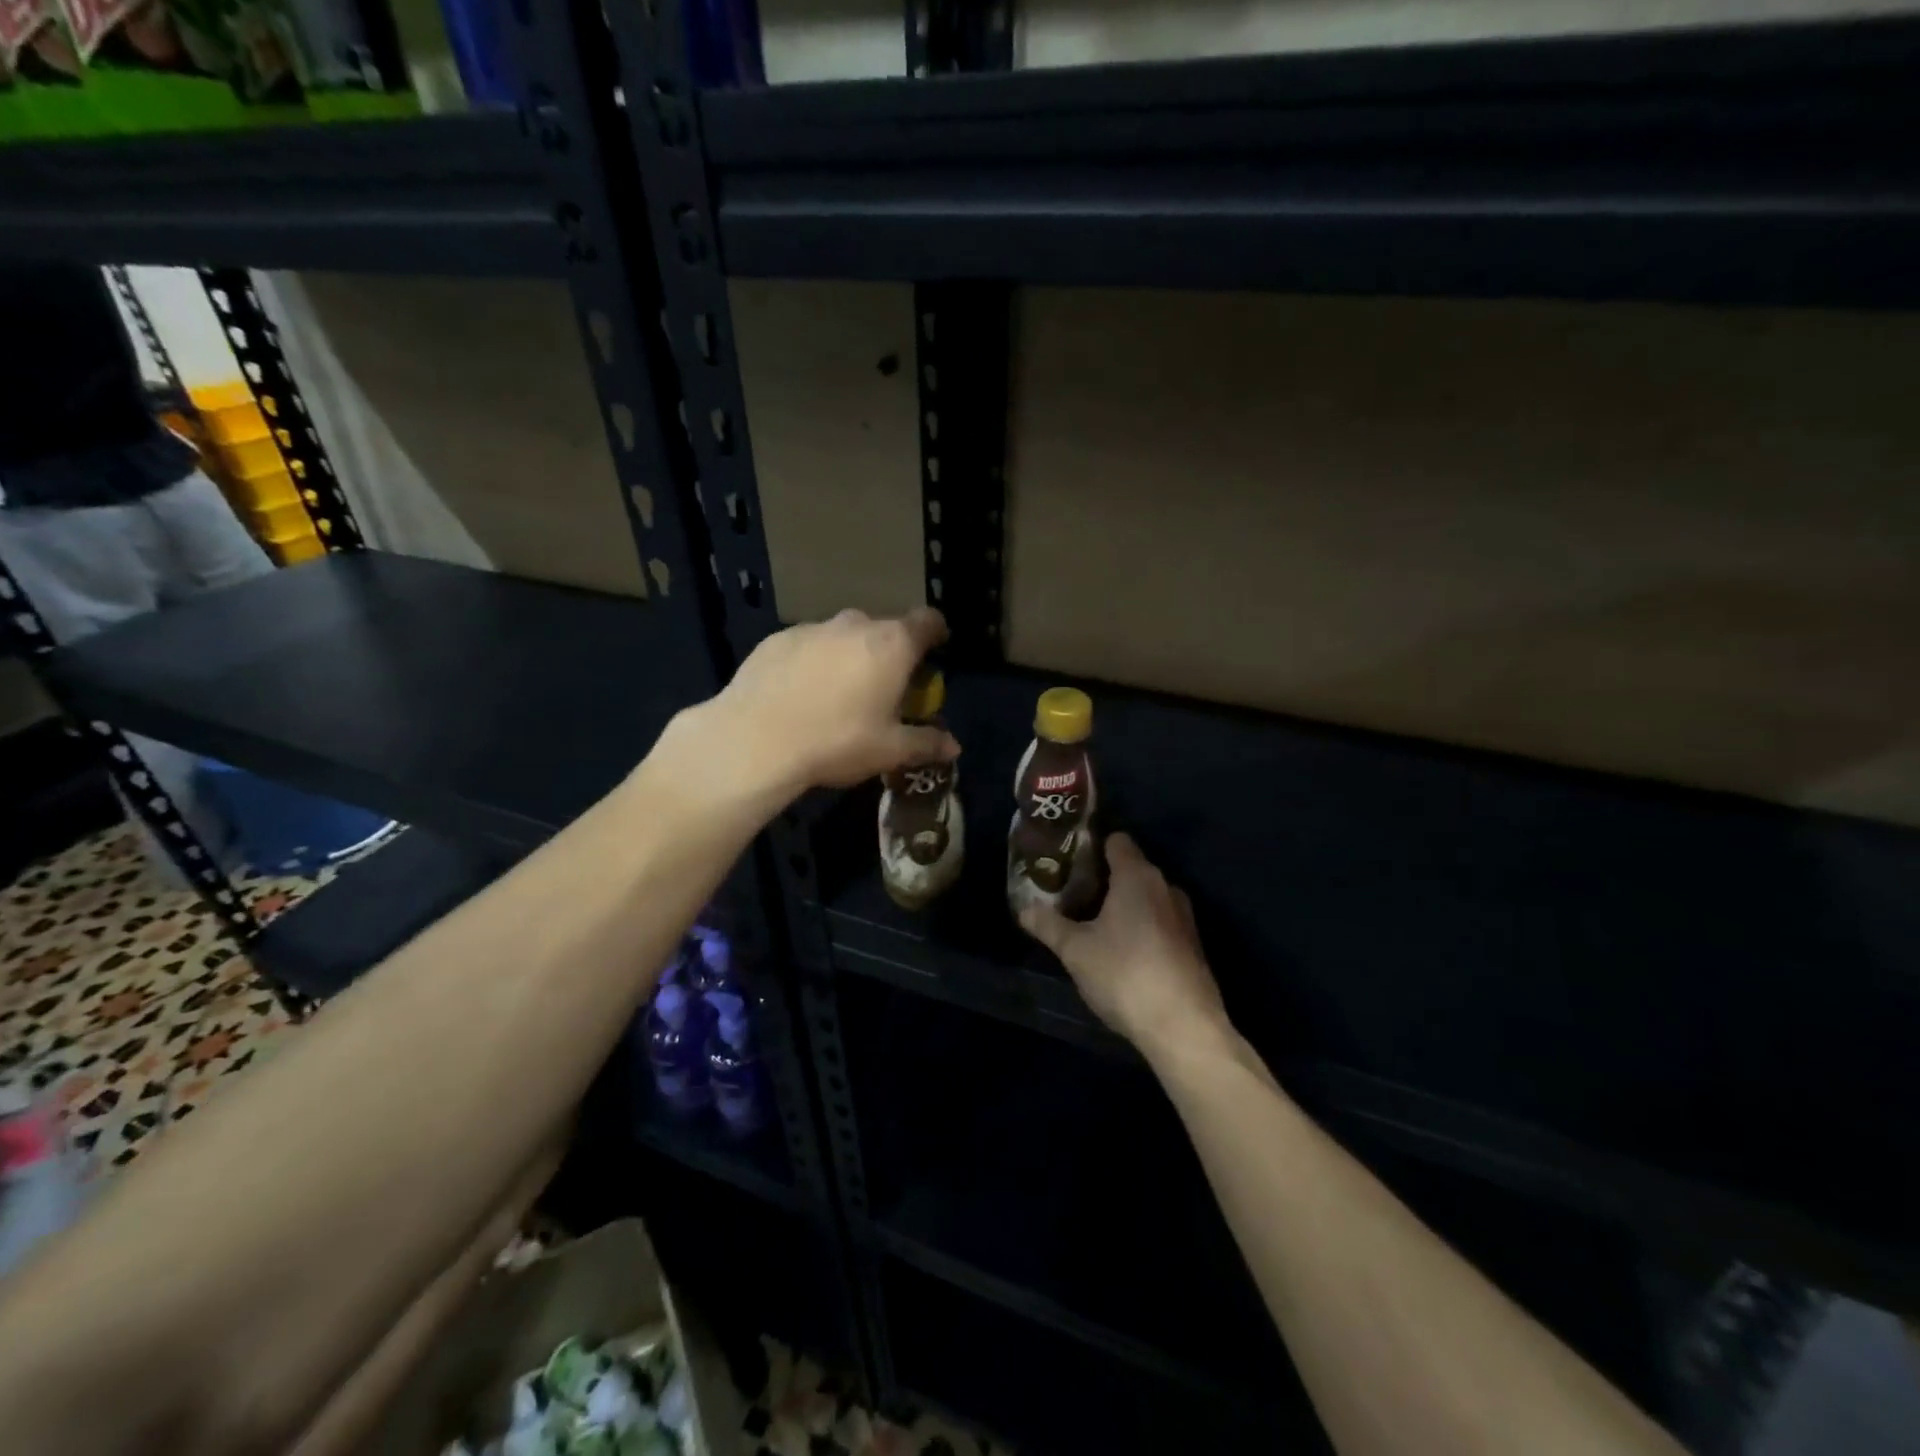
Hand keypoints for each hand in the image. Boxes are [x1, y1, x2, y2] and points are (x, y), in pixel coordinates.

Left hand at [698, 607, 958, 804]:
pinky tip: (801, 695)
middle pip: (884, 630)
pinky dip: (814, 662)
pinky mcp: (777, 639)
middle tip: (885, 689)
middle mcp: (855, 624)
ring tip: (839, 695)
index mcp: (892, 645)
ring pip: (843, 636)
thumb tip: (954, 746)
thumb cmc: (837, 741)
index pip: (927, 621)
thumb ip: (926, 743)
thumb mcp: (889, 751)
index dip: (936, 634)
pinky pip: (809, 645)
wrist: (755, 740)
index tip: (935, 652)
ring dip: (850, 656)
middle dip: (890, 653)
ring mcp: (813, 628)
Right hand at [1019, 833, 1232, 1064]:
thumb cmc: (1125, 974)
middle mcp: (1165, 886)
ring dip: (1123, 905)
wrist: (1184, 1027)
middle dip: (1103, 878)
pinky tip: (1121, 951)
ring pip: (1147, 897)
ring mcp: (1184, 917)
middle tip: (1071, 894)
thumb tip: (1024, 908)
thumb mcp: (1075, 950)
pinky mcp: (1192, 945)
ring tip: (1092, 923)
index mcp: (1137, 876)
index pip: (1116, 841)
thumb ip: (1048, 925)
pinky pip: (1160, 921)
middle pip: (1131, 868)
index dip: (1092, 846)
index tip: (1068, 860)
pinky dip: (1141, 926)